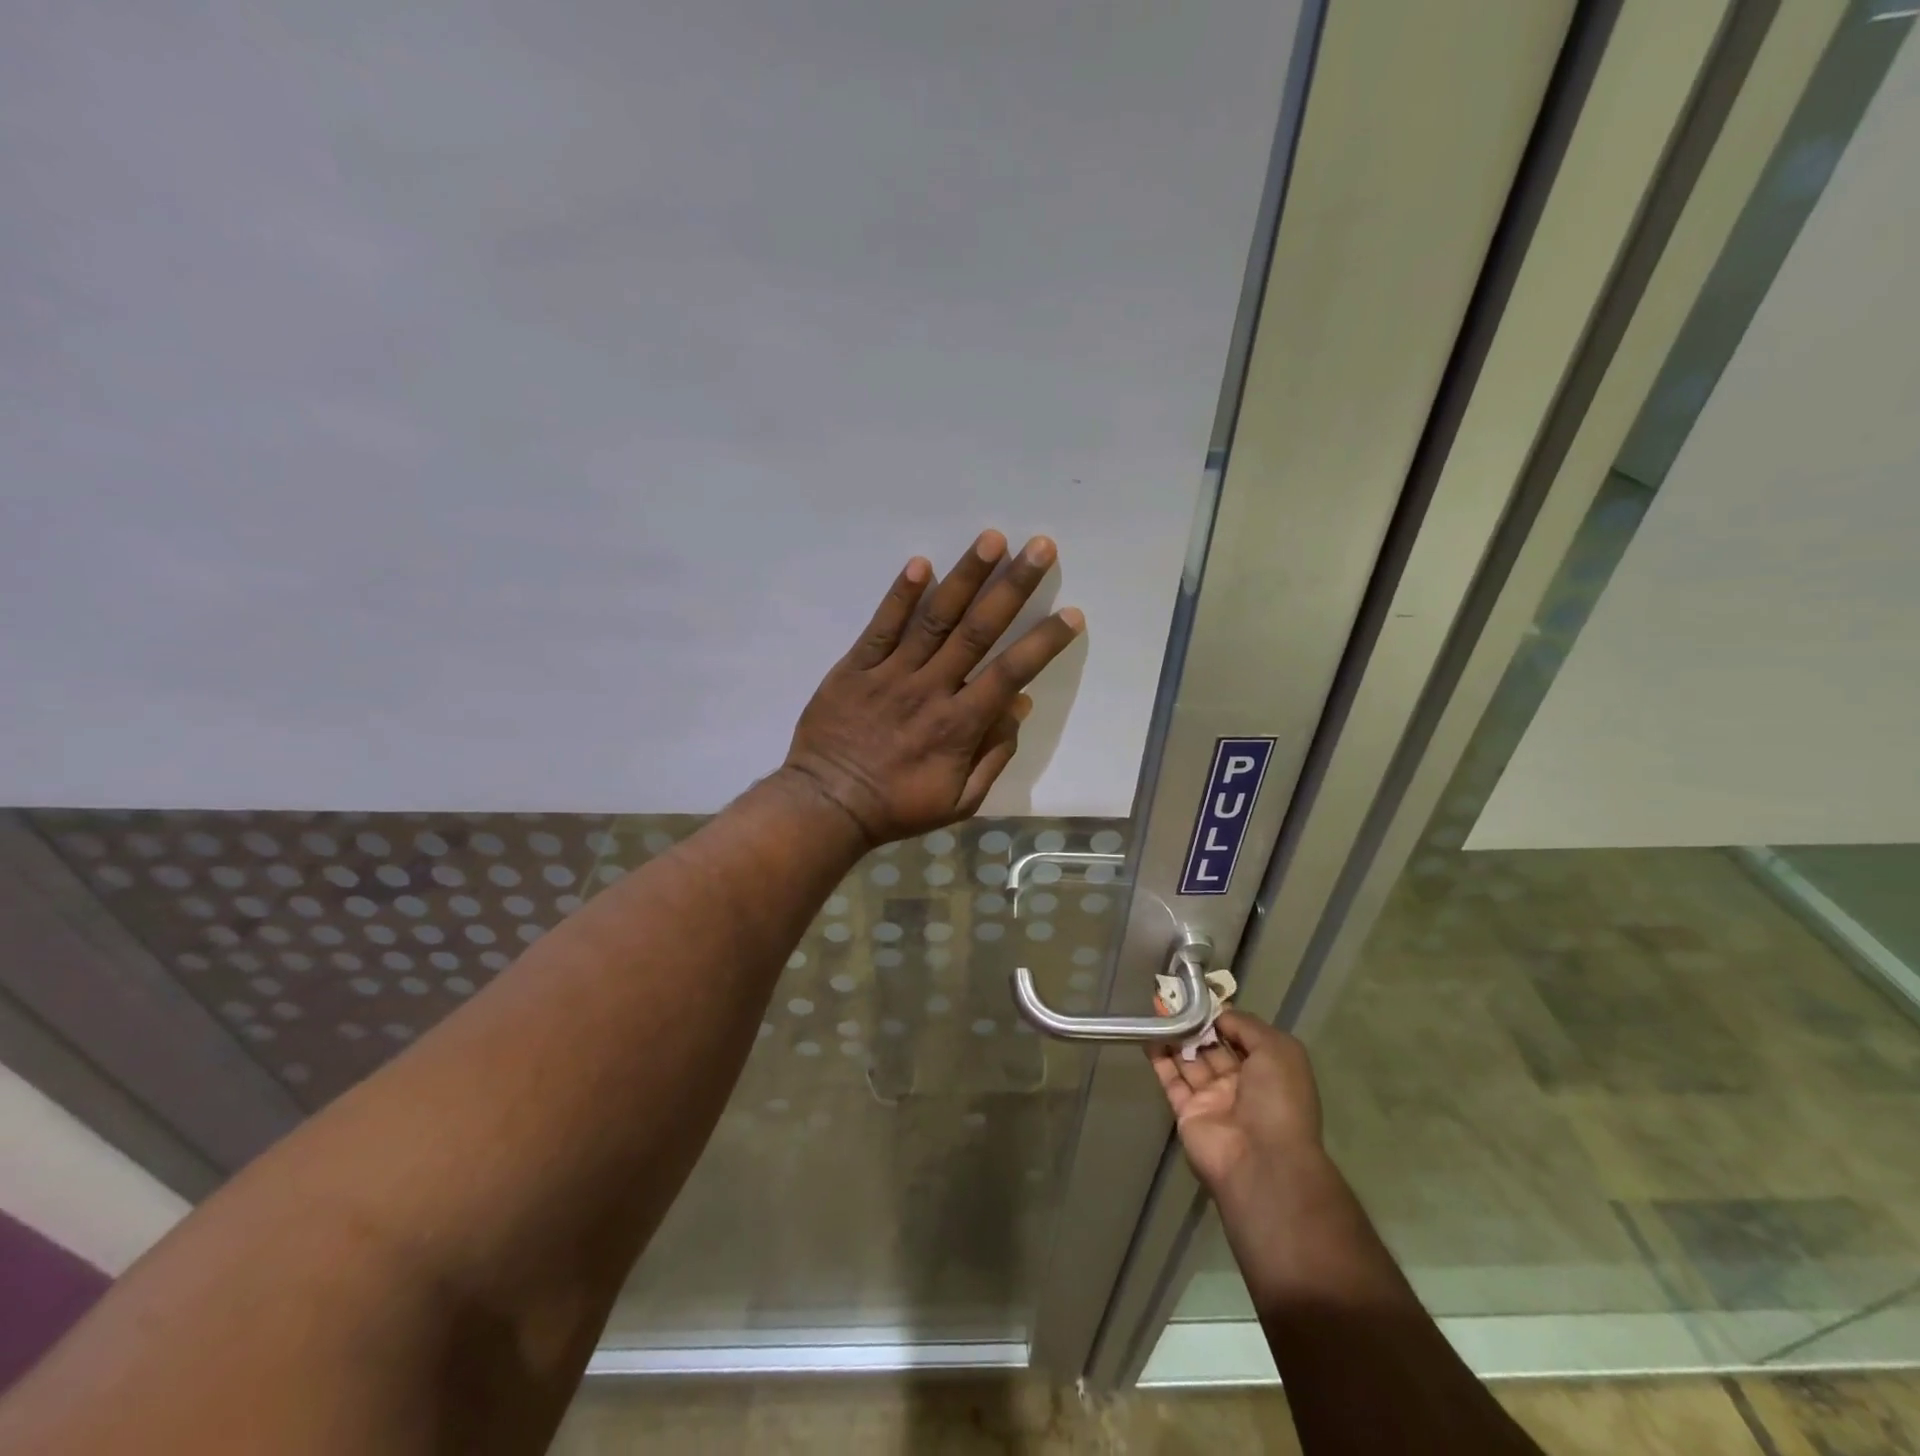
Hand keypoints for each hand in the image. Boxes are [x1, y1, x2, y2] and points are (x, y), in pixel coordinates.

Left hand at [781, 530, 1083, 845]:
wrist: (827, 805)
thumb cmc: (898, 807)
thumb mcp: (960, 801)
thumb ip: (994, 755)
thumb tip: (1020, 706)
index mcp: (960, 724)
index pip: (1012, 673)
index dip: (1044, 642)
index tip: (1072, 613)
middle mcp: (931, 689)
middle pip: (978, 631)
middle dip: (1013, 587)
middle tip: (1040, 547)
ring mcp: (891, 674)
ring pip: (935, 619)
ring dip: (965, 577)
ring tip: (991, 540)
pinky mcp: (855, 667)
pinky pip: (881, 627)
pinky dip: (900, 596)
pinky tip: (920, 564)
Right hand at [1150, 1011, 1323, 1203]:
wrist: (1261, 1162)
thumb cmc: (1277, 1100)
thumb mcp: (1277, 1050)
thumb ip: (1246, 1025)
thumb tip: (1219, 1014)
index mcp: (1268, 1071)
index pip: (1242, 1036)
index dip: (1222, 1015)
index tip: (1199, 994)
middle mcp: (1241, 1084)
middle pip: (1213, 1046)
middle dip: (1194, 1022)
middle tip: (1171, 996)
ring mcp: (1213, 1099)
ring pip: (1190, 1060)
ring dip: (1175, 1035)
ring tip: (1156, 1008)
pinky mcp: (1187, 1112)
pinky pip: (1171, 1080)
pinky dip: (1159, 1058)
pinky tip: (1147, 1035)